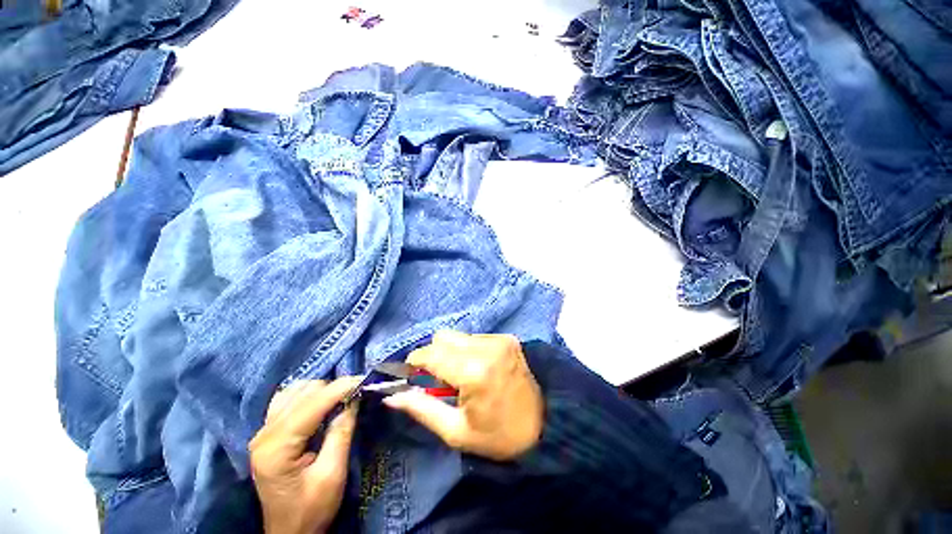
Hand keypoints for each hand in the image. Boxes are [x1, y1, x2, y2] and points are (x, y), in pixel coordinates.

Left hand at [249, 377, 361, 533]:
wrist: (289, 533)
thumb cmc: (312, 509)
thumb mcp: (332, 474)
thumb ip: (341, 432)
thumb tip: (354, 399)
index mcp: (277, 447)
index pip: (313, 403)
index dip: (341, 387)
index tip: (365, 380)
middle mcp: (264, 434)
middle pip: (303, 392)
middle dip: (334, 388)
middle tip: (356, 394)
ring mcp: (262, 432)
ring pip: (295, 390)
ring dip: (321, 390)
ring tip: (342, 399)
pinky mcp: (267, 434)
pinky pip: (287, 399)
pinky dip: (308, 395)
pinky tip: (321, 404)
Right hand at [382, 331, 542, 460]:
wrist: (544, 425)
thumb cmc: (498, 436)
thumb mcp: (456, 432)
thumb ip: (422, 409)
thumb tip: (391, 396)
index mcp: (474, 372)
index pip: (431, 354)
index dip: (414, 363)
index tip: (410, 376)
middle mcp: (487, 347)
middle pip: (443, 338)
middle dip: (433, 357)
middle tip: (438, 381)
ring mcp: (499, 339)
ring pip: (458, 336)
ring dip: (450, 353)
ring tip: (460, 377)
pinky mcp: (507, 338)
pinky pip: (474, 338)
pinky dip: (467, 350)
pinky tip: (476, 369)